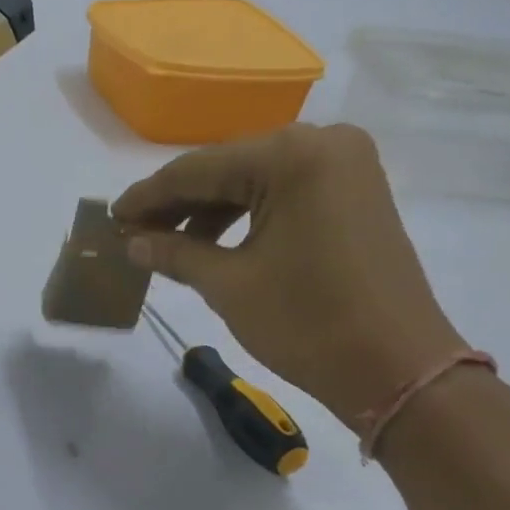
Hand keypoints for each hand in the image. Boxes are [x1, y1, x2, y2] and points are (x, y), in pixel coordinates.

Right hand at [113, 124, 465, 426]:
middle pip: (229, 167)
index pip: (198, 169)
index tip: (112, 217)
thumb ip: (176, 253)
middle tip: (136, 233)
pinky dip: (248, 215)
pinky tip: (216, 243)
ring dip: (211, 210)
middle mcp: (323, 142)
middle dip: (179, 203)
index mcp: (291, 156)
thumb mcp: (230, 285)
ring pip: (257, 180)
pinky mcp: (357, 191)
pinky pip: (287, 192)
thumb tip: (133, 241)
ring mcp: (346, 165)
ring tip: (171, 246)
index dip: (149, 196)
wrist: (397, 368)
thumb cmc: (307, 324)